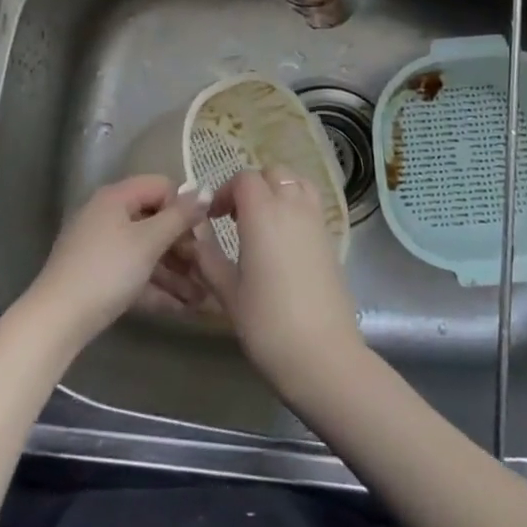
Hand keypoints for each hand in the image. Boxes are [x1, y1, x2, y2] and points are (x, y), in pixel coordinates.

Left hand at [25, 175, 211, 347]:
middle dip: (184, 247)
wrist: (57, 320)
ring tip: (202, 297)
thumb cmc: (107, 270)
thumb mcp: (149, 241)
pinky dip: (157, 287)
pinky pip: (135, 273)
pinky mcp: (99, 275)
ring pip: (147, 252)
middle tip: (207, 269)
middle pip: (156, 221)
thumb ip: (180, 216)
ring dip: (176, 272)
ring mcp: (101, 247)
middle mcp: (108, 215)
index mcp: (116, 198)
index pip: (161, 186)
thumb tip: (206, 190)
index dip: (184, 207)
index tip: (203, 234)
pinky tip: (182, 308)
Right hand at [189, 169, 364, 397]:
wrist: (321, 353)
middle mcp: (293, 207)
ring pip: (298, 182)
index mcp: (263, 214)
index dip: (226, 191)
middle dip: (252, 186)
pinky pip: (312, 204)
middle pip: (274, 173)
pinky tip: (284, 240)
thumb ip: (208, 257)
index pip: (244, 179)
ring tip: (263, 221)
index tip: (215, 218)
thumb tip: (195, 236)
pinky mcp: (332, 239)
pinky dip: (297, 205)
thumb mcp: (227, 292)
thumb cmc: (267, 323)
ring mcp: (317, 221)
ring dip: (278, 190)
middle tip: (237, 217)